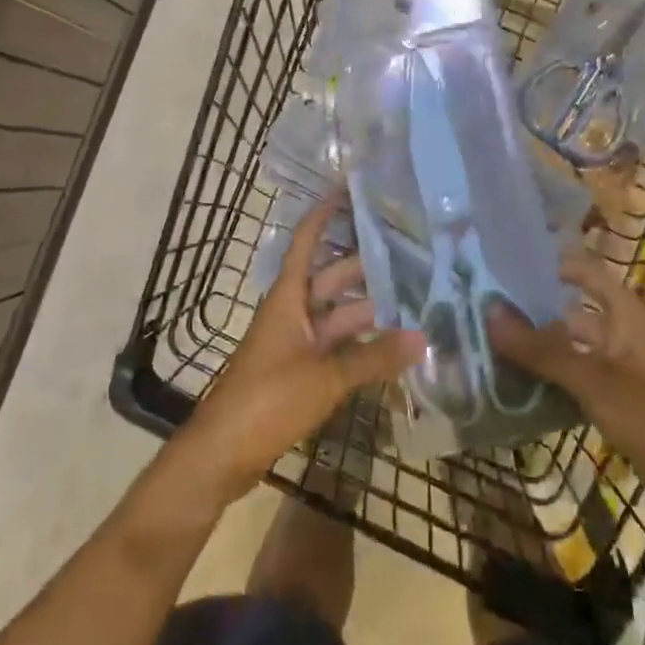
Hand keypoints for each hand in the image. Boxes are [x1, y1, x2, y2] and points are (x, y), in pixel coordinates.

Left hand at [177, 196, 423, 505]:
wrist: (221, 454)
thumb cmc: (267, 401)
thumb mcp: (324, 378)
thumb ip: (374, 359)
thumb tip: (423, 338)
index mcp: (288, 298)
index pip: (307, 242)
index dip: (325, 214)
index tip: (350, 189)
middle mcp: (292, 312)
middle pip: (331, 279)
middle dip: (366, 267)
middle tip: (410, 254)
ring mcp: (295, 344)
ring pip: (337, 316)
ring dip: (369, 310)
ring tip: (414, 300)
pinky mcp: (299, 373)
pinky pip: (336, 347)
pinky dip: (361, 345)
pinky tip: (392, 346)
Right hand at [489, 249, 644, 477]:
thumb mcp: (592, 382)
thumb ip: (541, 350)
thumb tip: (490, 312)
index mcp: (628, 316)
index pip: (589, 273)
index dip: (556, 265)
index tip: (512, 265)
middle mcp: (627, 334)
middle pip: (578, 312)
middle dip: (539, 311)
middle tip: (491, 309)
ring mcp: (626, 369)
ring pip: (578, 347)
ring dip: (545, 347)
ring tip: (498, 345)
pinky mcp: (623, 400)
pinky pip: (583, 376)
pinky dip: (557, 376)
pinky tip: (525, 385)